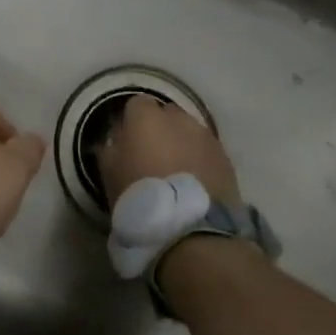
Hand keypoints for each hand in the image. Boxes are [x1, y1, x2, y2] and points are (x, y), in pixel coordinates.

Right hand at [96, 95, 241, 207]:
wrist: (191, 230)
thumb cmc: (141, 197)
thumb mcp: (110, 175)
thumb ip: (110, 149)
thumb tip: (115, 140)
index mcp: (146, 117)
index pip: (136, 104)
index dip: (132, 122)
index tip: (128, 143)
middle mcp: (178, 118)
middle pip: (166, 114)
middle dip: (160, 129)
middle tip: (153, 156)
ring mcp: (205, 136)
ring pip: (190, 131)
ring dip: (183, 144)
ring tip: (177, 172)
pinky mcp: (225, 158)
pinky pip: (207, 151)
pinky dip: (201, 160)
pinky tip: (196, 183)